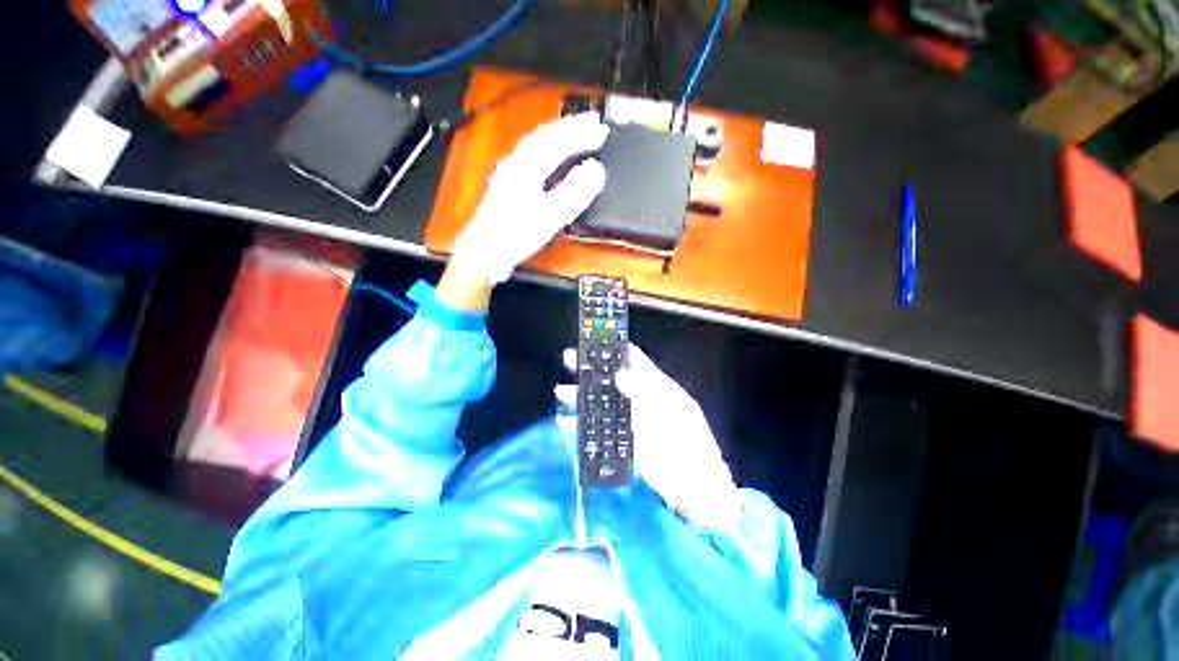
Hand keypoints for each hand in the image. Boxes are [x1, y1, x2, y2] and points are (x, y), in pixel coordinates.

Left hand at [452, 112, 609, 284]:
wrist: (484, 252)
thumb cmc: (515, 235)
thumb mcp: (548, 216)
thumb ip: (573, 192)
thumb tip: (595, 169)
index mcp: (525, 167)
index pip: (556, 140)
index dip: (580, 132)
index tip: (601, 127)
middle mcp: (515, 163)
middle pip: (544, 136)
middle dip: (570, 127)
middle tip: (592, 122)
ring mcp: (509, 173)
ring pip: (536, 145)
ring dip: (558, 136)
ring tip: (576, 133)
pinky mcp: (508, 186)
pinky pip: (531, 157)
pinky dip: (547, 151)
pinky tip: (551, 157)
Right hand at [558, 343, 740, 529]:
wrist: (696, 489)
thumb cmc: (687, 445)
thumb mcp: (668, 414)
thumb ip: (643, 393)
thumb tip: (620, 373)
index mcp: (658, 388)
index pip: (635, 362)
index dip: (615, 350)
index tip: (595, 341)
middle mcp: (643, 401)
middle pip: (613, 381)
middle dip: (591, 371)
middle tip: (569, 359)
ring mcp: (634, 422)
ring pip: (604, 405)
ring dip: (583, 398)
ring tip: (561, 392)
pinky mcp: (626, 443)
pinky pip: (601, 431)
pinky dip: (584, 427)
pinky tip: (567, 423)